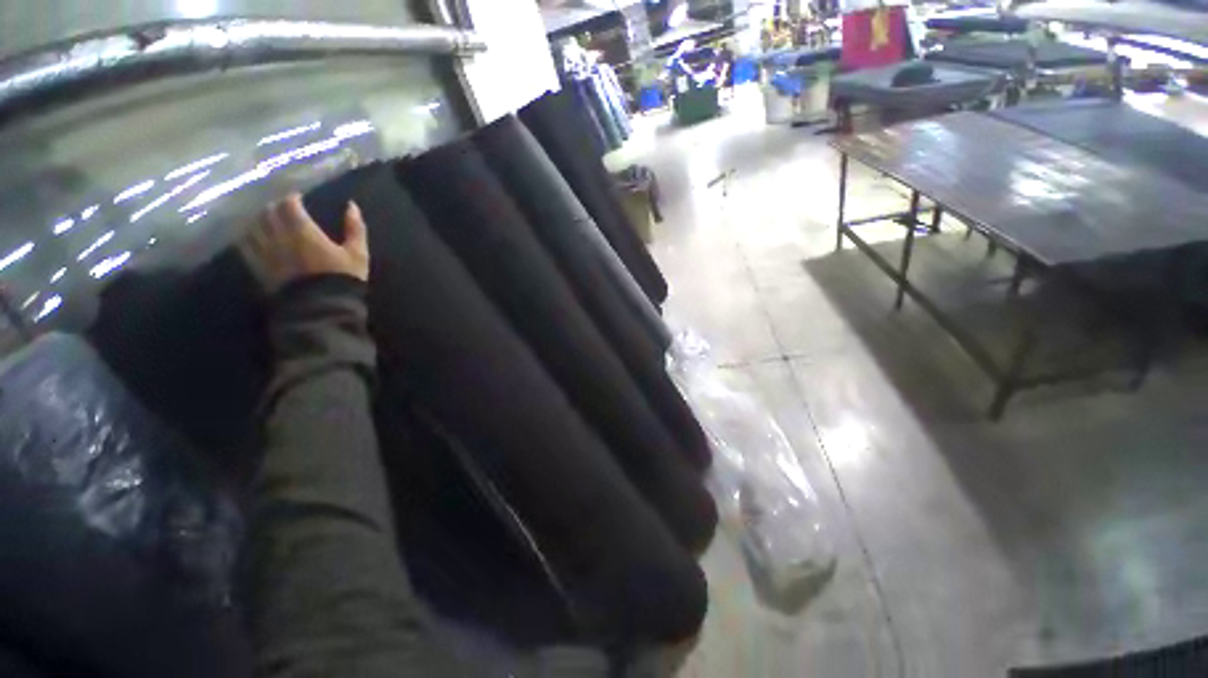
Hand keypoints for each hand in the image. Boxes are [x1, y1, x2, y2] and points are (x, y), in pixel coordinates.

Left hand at [243, 193, 368, 292]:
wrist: (322, 307)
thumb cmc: (343, 278)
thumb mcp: (358, 254)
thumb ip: (355, 229)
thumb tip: (352, 206)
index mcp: (303, 230)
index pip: (289, 203)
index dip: (292, 196)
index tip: (298, 195)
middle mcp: (279, 236)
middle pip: (268, 211)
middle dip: (274, 204)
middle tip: (281, 204)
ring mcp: (265, 251)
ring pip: (254, 224)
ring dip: (259, 217)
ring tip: (266, 217)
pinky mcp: (258, 265)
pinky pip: (245, 244)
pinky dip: (247, 234)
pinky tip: (253, 234)